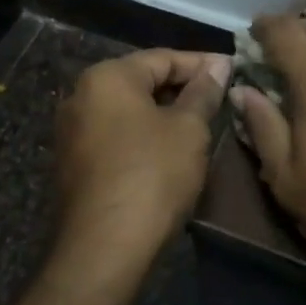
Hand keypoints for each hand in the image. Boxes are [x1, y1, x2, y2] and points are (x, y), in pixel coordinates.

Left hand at [52, 49, 230, 274]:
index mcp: (106, 77)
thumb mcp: (189, 129)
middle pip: (141, 81)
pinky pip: (116, 136)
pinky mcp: (73, 164)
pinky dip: (144, 136)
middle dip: (182, 88)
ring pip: (128, 110)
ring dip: (164, 114)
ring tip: (201, 123)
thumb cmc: (152, 175)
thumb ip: (203, 92)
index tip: (233, 70)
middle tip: (220, 97)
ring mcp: (71, 132)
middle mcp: (80, 96)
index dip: (201, 63)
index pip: (162, 57)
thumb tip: (218, 65)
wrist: (103, 246)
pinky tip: (171, 151)